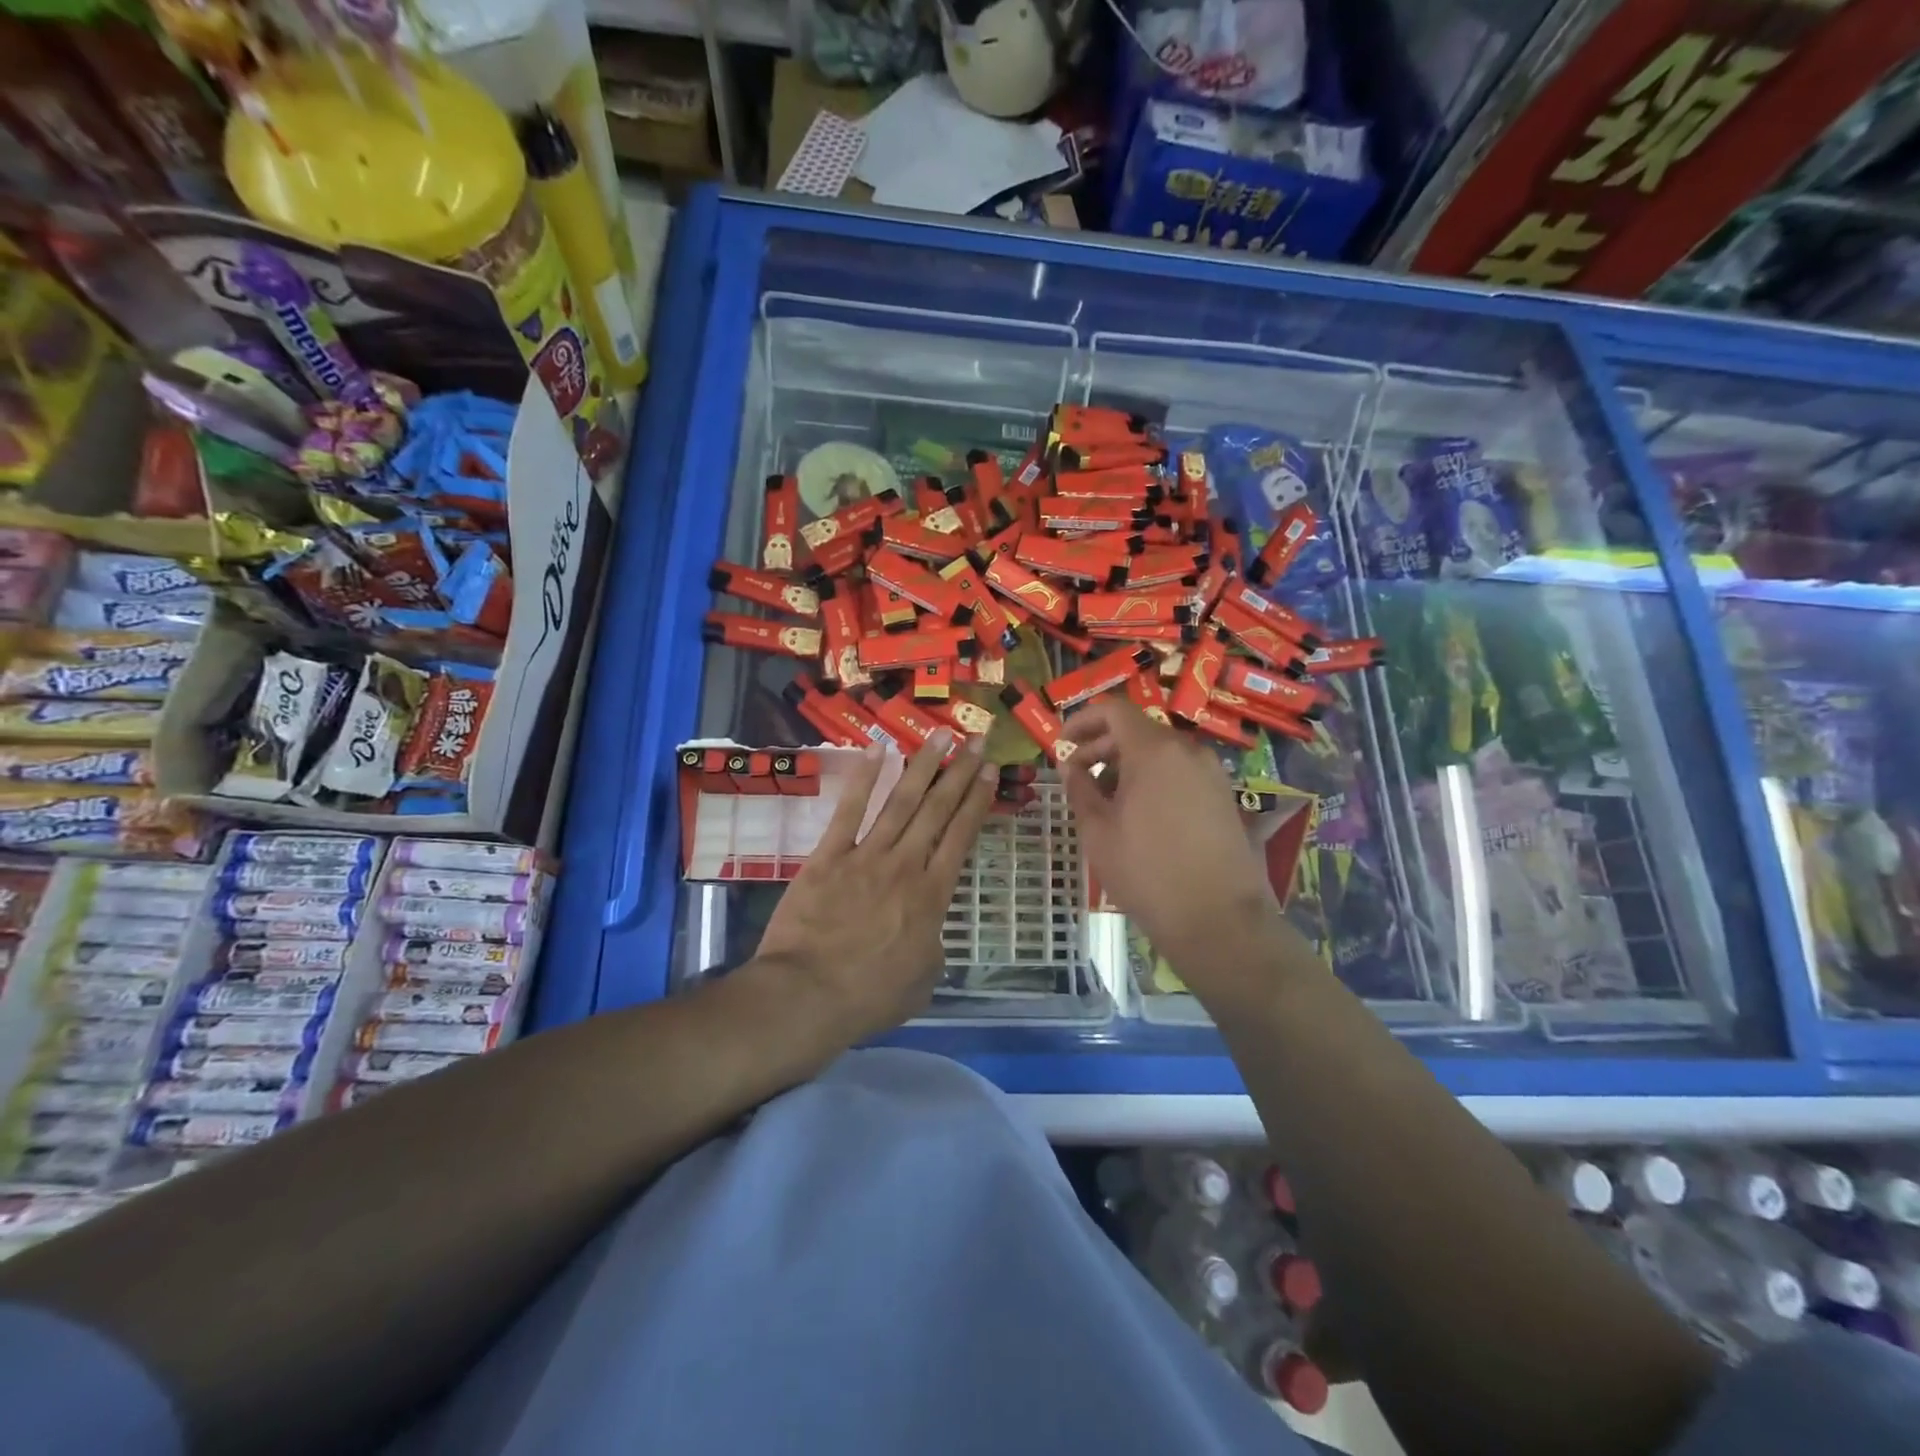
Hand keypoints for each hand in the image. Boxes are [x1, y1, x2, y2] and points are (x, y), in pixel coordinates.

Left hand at [756, 730, 997, 1042]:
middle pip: (937, 810)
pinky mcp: (828, 856)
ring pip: (900, 801)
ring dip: (923, 765)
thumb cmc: (869, 996)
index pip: (961, 836)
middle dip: (959, 771)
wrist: (807, 996)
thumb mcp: (922, 980)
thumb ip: (932, 946)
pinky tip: (878, 750)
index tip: (989, 772)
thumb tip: (929, 930)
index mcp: (932, 896)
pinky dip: (864, 778)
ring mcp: (865, 856)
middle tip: (976, 740)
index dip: (977, 800)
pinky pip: (849, 810)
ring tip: (940, 735)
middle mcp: (905, 865)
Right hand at [1060, 700, 1276, 970]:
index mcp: (1154, 750)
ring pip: (1161, 752)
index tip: (1062, 743)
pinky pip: (1180, 772)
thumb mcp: (1098, 831)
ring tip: (1104, 798)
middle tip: (1076, 773)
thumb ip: (1080, 789)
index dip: (1082, 720)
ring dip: (1127, 764)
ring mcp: (1211, 773)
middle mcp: (1187, 750)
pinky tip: (1138, 812)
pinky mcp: (1224, 796)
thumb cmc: (1147, 872)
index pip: (1114, 710)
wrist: (1218, 919)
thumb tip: (1070, 766)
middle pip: (1138, 730)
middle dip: (1102, 745)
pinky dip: (1153, 778)